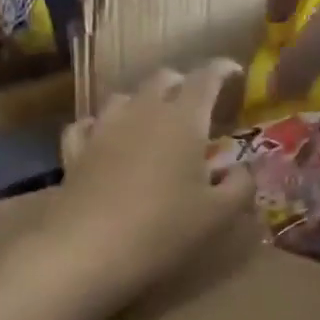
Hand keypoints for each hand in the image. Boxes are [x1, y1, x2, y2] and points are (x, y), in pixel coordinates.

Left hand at [38, 61, 256, 312]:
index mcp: (183, 119)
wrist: (87, 250)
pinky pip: (87, 125)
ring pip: (124, 97)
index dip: (222, 70)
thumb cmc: (162, 230)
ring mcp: (103, 129)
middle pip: (162, 79)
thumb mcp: (217, 216)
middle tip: (195, 102)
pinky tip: (103, 136)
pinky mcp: (75, 151)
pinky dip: (100, 125)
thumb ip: (240, 187)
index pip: (206, 77)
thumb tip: (244, 170)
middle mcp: (142, 112)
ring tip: (152, 119)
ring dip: (142, 101)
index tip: (234, 73)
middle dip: (182, 83)